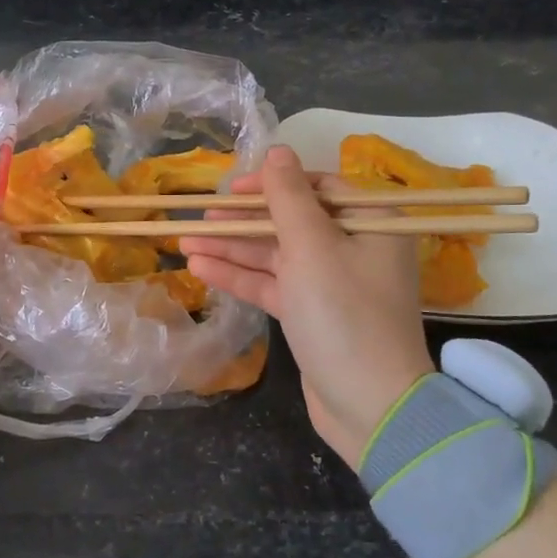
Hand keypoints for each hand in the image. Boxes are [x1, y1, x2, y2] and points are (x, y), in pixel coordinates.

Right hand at [180, 146, 432, 464]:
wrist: (371, 407)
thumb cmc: (344, 315)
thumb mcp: (313, 248)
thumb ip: (289, 196)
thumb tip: (278, 150)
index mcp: (370, 223)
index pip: (317, 187)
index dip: (273, 183)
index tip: (234, 189)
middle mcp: (354, 247)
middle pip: (290, 221)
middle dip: (244, 220)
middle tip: (201, 217)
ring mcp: (332, 283)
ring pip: (276, 254)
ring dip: (233, 248)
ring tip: (185, 241)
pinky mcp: (312, 314)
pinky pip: (273, 285)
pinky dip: (240, 277)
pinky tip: (200, 267)